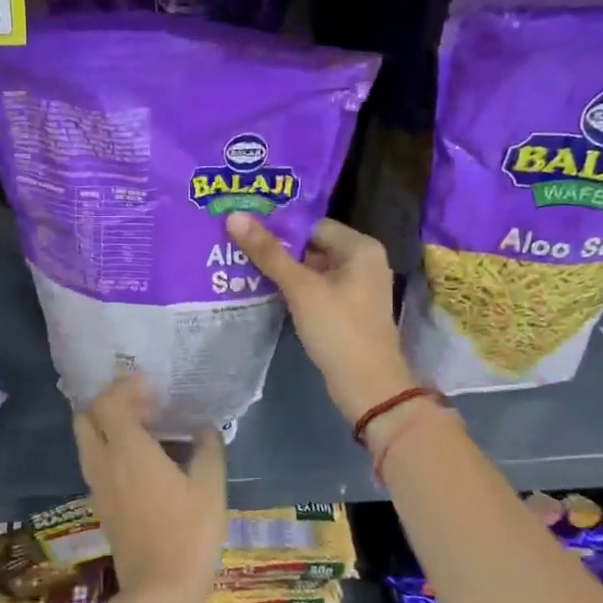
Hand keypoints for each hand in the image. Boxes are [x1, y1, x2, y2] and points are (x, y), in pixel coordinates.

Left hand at [72, 375, 228, 602]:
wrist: (158, 592)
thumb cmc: (188, 534)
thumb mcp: (210, 488)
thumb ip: (208, 450)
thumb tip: (205, 428)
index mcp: (128, 450)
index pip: (108, 402)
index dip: (124, 387)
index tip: (150, 386)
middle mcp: (104, 463)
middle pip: (86, 418)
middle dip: (108, 403)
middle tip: (143, 405)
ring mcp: (98, 486)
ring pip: (87, 441)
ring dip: (106, 426)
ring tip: (145, 431)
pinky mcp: (101, 506)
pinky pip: (95, 463)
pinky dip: (109, 449)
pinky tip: (141, 462)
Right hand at [227, 212, 414, 423]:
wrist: (367, 386)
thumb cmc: (338, 329)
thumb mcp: (301, 288)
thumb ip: (268, 253)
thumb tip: (235, 216)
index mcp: (360, 247)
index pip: (312, 225)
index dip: (278, 227)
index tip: (244, 229)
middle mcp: (362, 261)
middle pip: (311, 246)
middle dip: (277, 249)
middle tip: (235, 246)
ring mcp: (355, 287)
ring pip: (311, 269)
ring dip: (282, 270)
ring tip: (240, 265)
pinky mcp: (346, 310)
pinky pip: (315, 289)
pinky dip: (293, 289)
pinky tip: (262, 290)